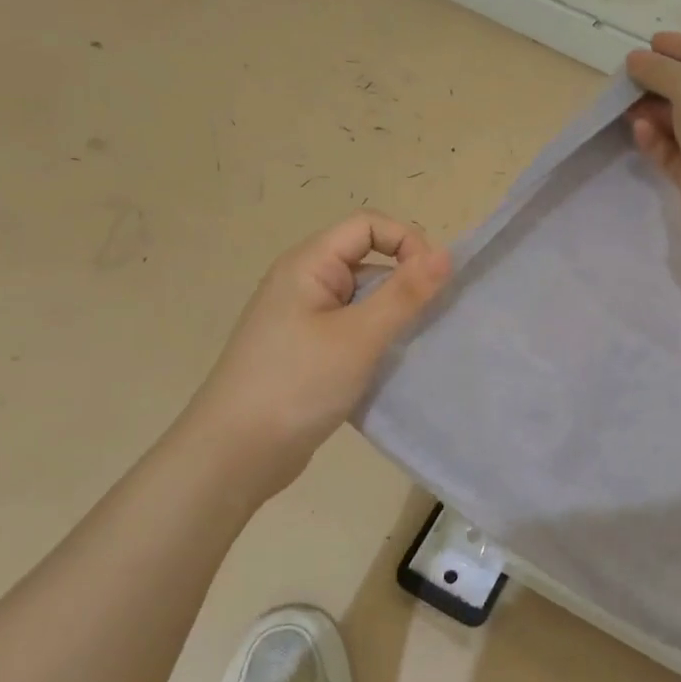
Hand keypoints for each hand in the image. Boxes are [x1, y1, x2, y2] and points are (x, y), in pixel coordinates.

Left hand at [180, 211, 450, 479]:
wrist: (234, 456)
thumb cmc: (297, 384)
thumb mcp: (359, 336)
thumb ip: (405, 293)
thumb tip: (447, 254)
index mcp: (308, 265)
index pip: (368, 226)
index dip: (406, 241)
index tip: (434, 281)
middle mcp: (304, 283)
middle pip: (367, 261)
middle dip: (404, 283)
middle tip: (430, 320)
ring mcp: (303, 319)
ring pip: (363, 300)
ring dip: (393, 316)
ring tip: (414, 347)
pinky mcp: (307, 352)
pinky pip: (352, 330)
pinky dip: (376, 341)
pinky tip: (390, 368)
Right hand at [625, 32, 680, 231]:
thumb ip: (659, 69)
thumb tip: (634, 60)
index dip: (679, 47)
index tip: (649, 43)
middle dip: (658, 82)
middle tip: (626, 78)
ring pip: (676, 123)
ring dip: (651, 112)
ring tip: (624, 104)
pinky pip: (670, 151)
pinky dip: (654, 140)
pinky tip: (639, 129)